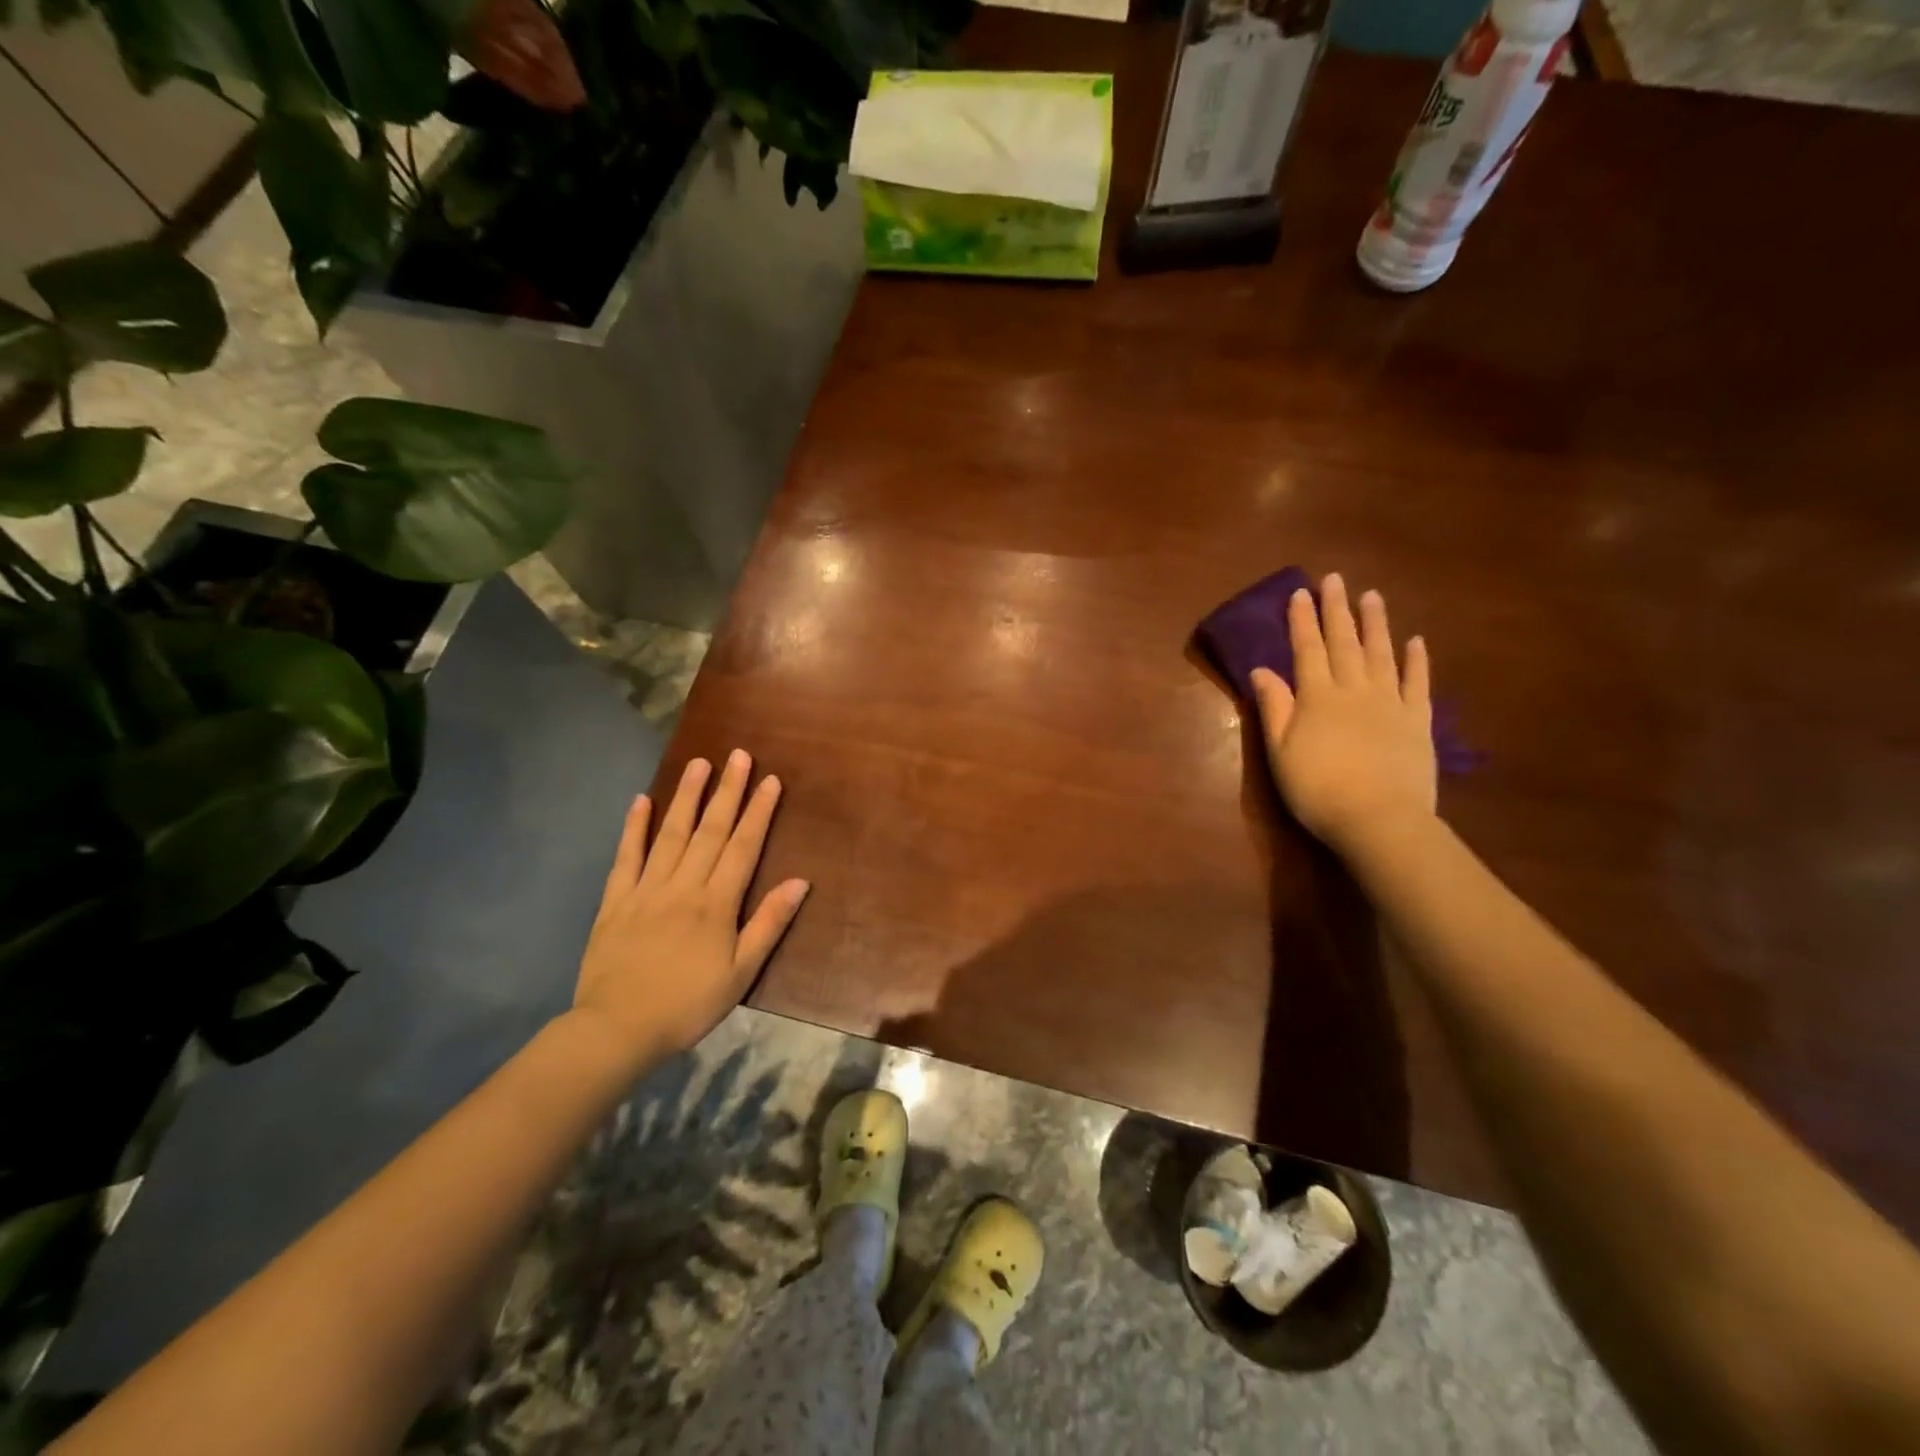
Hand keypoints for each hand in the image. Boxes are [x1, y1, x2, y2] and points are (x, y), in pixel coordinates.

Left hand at [571, 750, 809, 1073]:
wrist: (616, 1029)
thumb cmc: (687, 1004)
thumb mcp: (740, 972)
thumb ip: (768, 923)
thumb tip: (800, 881)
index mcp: (716, 903)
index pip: (743, 846)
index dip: (758, 811)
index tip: (769, 780)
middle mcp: (683, 885)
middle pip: (710, 830)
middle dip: (727, 791)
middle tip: (738, 755)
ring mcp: (646, 889)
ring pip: (671, 833)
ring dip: (687, 796)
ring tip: (699, 763)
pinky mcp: (615, 900)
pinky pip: (626, 856)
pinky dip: (633, 827)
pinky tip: (641, 800)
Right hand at [1250, 573, 1436, 854]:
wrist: (1379, 819)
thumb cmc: (1317, 789)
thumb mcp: (1279, 751)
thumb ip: (1274, 707)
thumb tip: (1262, 669)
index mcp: (1317, 697)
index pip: (1307, 649)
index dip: (1302, 621)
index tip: (1300, 592)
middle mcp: (1354, 689)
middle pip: (1344, 643)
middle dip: (1337, 610)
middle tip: (1335, 579)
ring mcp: (1390, 702)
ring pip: (1381, 654)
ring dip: (1375, 623)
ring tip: (1371, 596)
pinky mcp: (1418, 720)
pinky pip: (1417, 682)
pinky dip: (1416, 660)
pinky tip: (1415, 641)